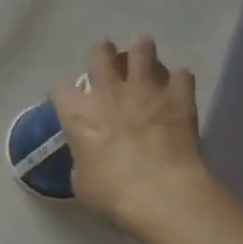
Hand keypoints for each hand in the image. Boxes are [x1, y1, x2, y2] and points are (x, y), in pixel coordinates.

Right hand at [50, 36, 214, 243]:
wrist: (161, 194)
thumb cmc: (111, 193)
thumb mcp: (81, 181)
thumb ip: (83, 158)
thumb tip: (91, 156)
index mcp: (77, 112)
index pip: (60, 87)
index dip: (63, 92)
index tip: (68, 99)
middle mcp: (108, 91)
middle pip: (101, 52)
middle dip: (102, 52)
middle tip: (109, 61)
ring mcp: (146, 89)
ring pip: (143, 49)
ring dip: (142, 52)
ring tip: (144, 60)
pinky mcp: (179, 96)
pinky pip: (182, 74)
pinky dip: (179, 79)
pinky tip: (178, 88)